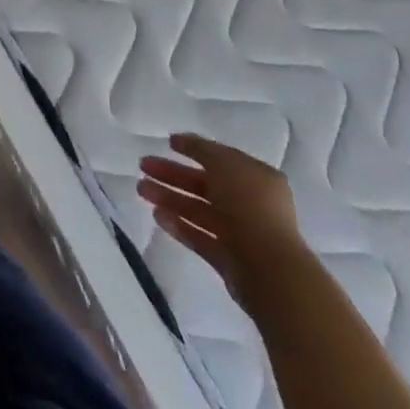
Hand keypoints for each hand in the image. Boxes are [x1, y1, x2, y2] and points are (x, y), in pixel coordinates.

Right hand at [138, 133, 301, 298]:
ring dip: (170, 198)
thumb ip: (201, 149)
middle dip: (173, 174)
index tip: (167, 143)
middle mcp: (249, 203)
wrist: (268, 268)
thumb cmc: (249, 205)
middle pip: (204, 184)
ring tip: (141, 190)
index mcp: (256, 177)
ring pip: (198, 210)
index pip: (220, 158)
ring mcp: (239, 232)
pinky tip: (157, 216)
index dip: (193, 148)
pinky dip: (179, 225)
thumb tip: (182, 140)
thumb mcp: (224, 163)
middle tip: (143, 166)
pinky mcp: (227, 259)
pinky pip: (199, 236)